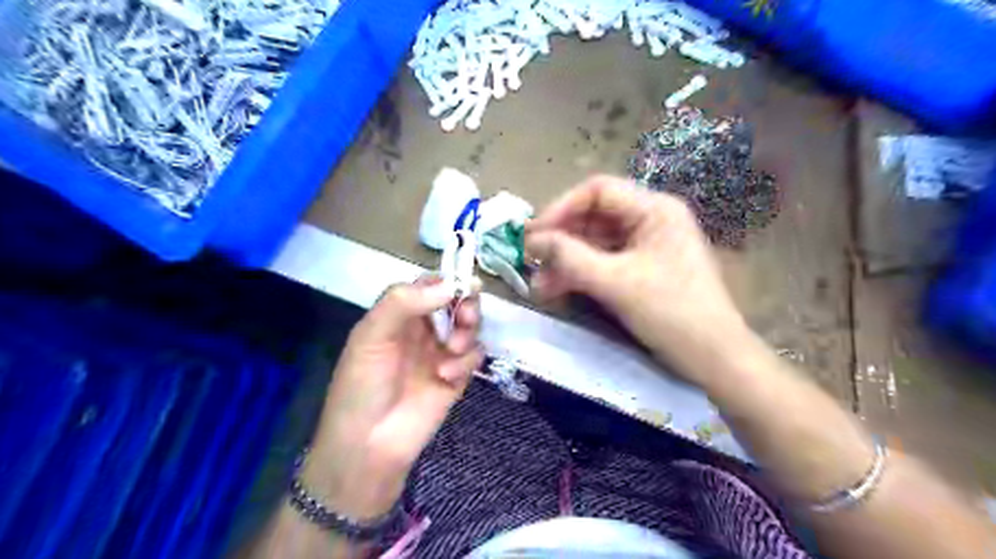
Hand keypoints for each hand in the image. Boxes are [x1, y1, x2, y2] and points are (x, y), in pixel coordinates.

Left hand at [309, 277, 487, 518]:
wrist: (369, 444)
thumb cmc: (362, 384)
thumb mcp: (371, 336)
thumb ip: (403, 302)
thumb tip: (449, 285)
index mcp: (400, 314)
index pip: (430, 284)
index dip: (448, 281)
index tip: (463, 284)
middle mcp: (424, 328)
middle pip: (457, 302)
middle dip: (466, 305)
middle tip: (465, 316)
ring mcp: (442, 351)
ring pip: (470, 326)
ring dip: (467, 332)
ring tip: (452, 349)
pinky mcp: (457, 375)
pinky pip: (474, 355)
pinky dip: (466, 361)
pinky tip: (446, 375)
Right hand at [525, 177, 751, 381]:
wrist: (714, 360)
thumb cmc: (672, 313)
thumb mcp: (616, 283)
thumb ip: (570, 257)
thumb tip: (531, 241)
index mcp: (654, 209)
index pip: (598, 191)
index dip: (561, 208)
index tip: (533, 234)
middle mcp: (649, 220)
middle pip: (593, 218)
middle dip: (560, 241)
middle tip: (530, 262)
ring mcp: (645, 246)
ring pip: (594, 244)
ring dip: (565, 262)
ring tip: (539, 286)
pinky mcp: (641, 270)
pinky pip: (603, 264)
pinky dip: (580, 275)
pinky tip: (558, 290)